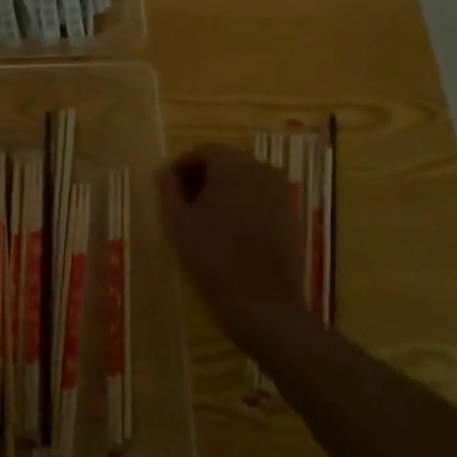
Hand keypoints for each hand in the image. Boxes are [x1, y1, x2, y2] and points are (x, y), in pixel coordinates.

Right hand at [156, 145, 307, 354]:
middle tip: (183, 205)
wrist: (263, 304)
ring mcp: (281, 191)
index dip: (181, 168)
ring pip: (244, 180)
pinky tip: (230, 232)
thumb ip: (168, 190)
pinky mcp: (292, 214)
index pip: (202, 152)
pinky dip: (243, 205)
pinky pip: (261, 198)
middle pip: (225, 163)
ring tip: (204, 220)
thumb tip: (164, 172)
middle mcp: (261, 168)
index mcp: (232, 164)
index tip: (167, 190)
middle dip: (202, 178)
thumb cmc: (214, 258)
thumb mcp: (178, 223)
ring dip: (223, 192)